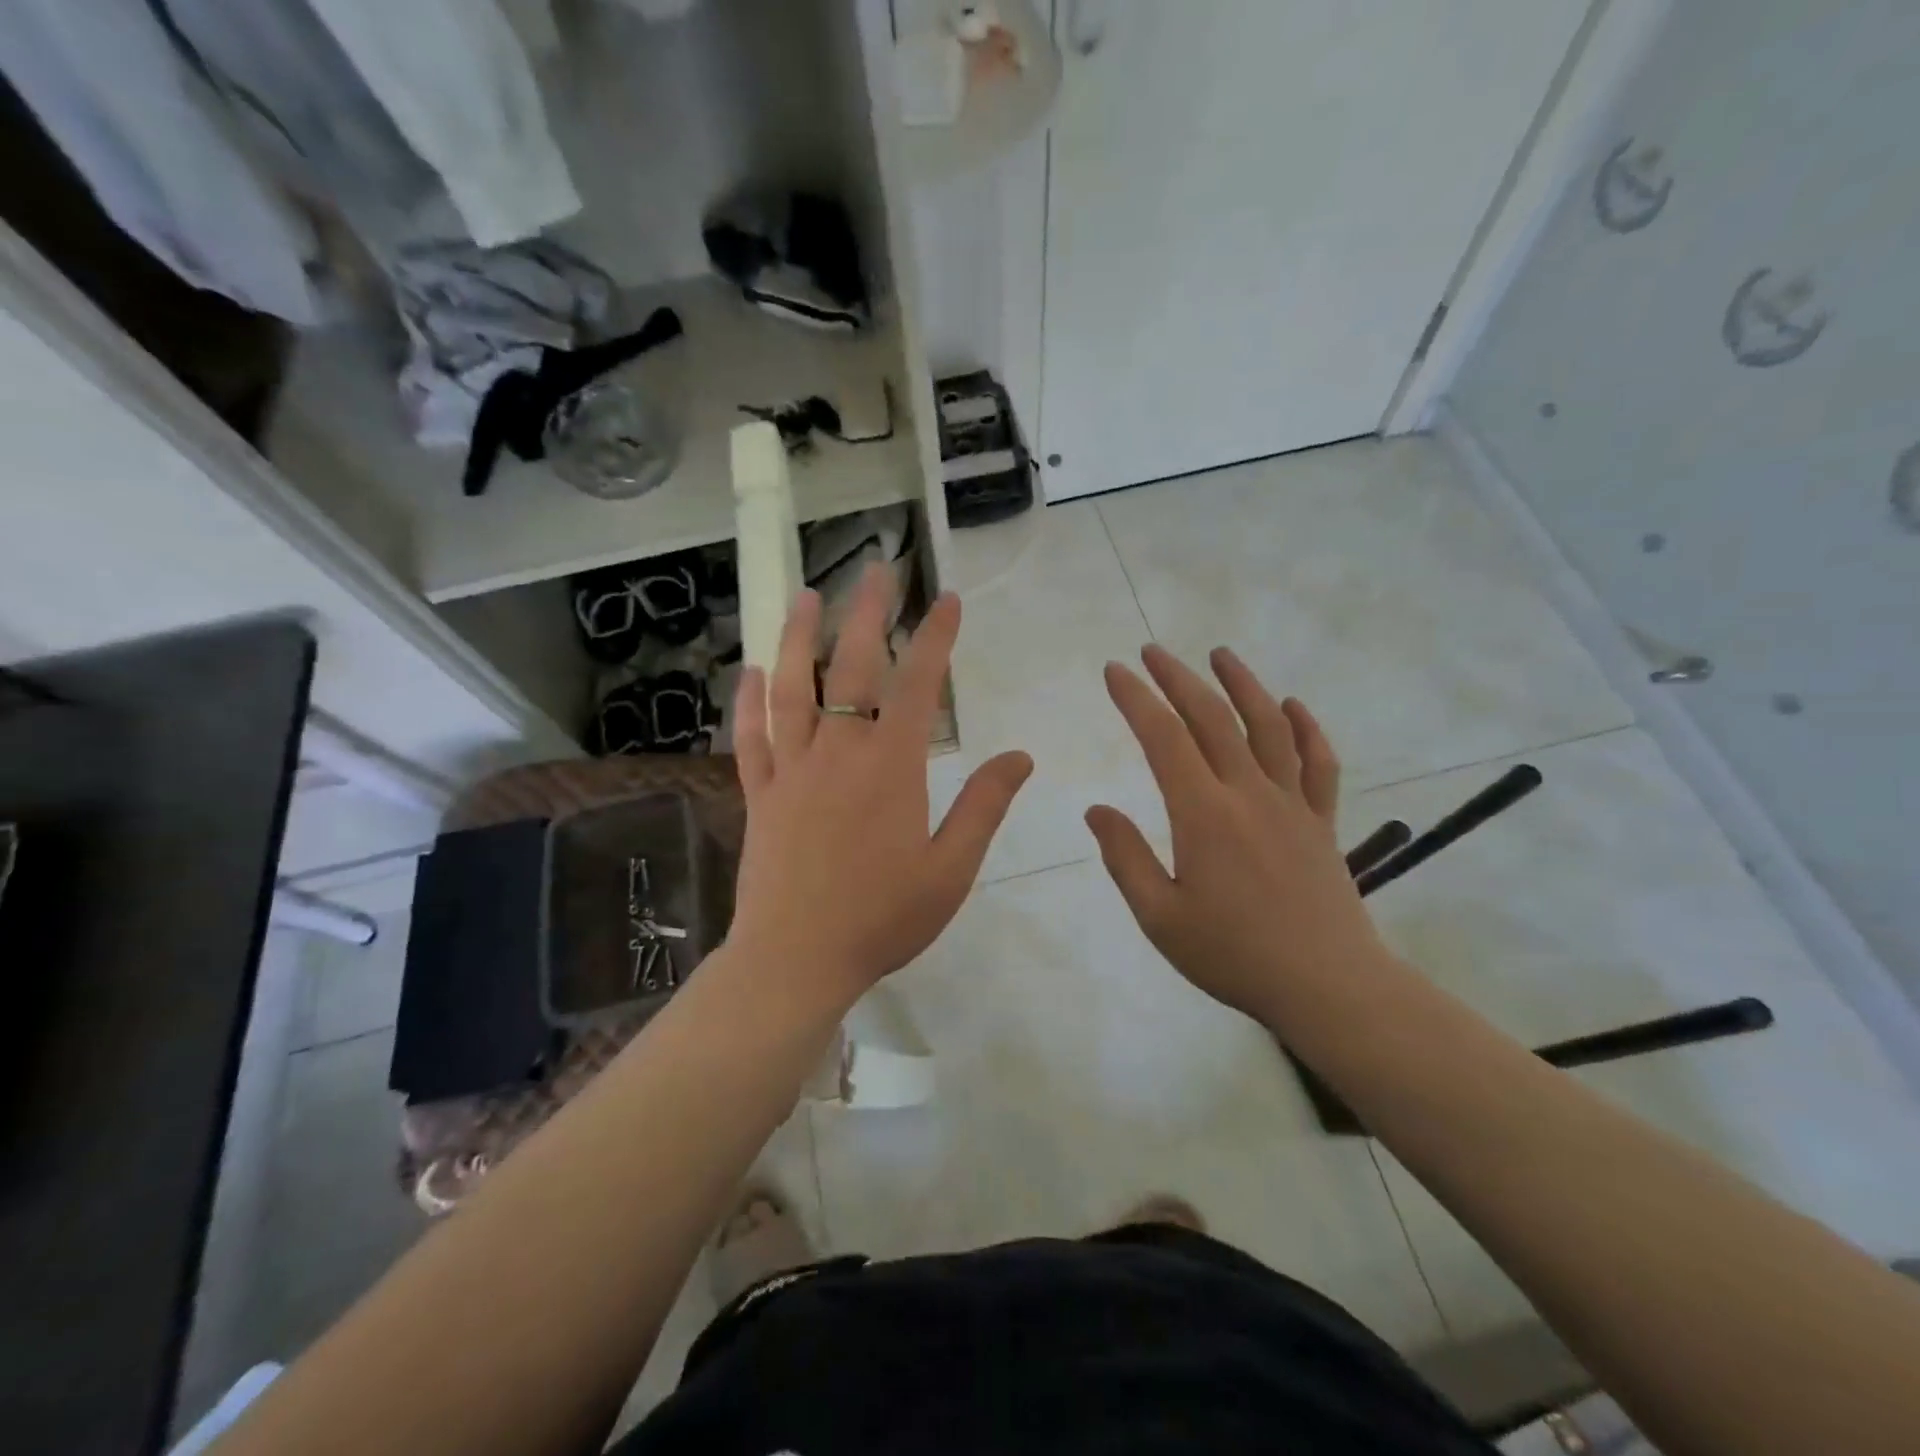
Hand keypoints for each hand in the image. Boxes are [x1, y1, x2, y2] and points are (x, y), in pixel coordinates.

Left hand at [726, 566, 1032, 1015]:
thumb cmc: (882, 919)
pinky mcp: (759, 795)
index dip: (936, 638)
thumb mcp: (951, 869)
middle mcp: (837, 753)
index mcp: (890, 768)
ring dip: (797, 638)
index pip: (917, 685)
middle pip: (851, 668)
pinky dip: (750, 702)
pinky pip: (751, 738)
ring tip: (805, 596)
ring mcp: (791, 771)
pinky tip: (750, 672)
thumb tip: (1020, 756)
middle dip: (868, 614)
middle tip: (876, 571)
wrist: (796, 961)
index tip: (948, 600)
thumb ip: (984, 806)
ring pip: (791, 689)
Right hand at [1085, 645, 1389, 1026]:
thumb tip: (1097, 810)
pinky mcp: (1321, 821)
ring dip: (1242, 684)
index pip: (1163, 738)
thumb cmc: (1233, 954)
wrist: (1327, 986)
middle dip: (1178, 678)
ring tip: (1220, 655)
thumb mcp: (1160, 916)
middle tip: (1153, 651)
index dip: (1136, 698)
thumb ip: (1125, 857)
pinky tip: (1292, 705)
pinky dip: (1306, 728)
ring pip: (1268, 726)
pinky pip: (1318, 763)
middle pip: (1212, 718)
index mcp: (1203, 814)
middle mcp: (1249, 793)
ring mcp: (1292, 803)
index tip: (1115, 671)